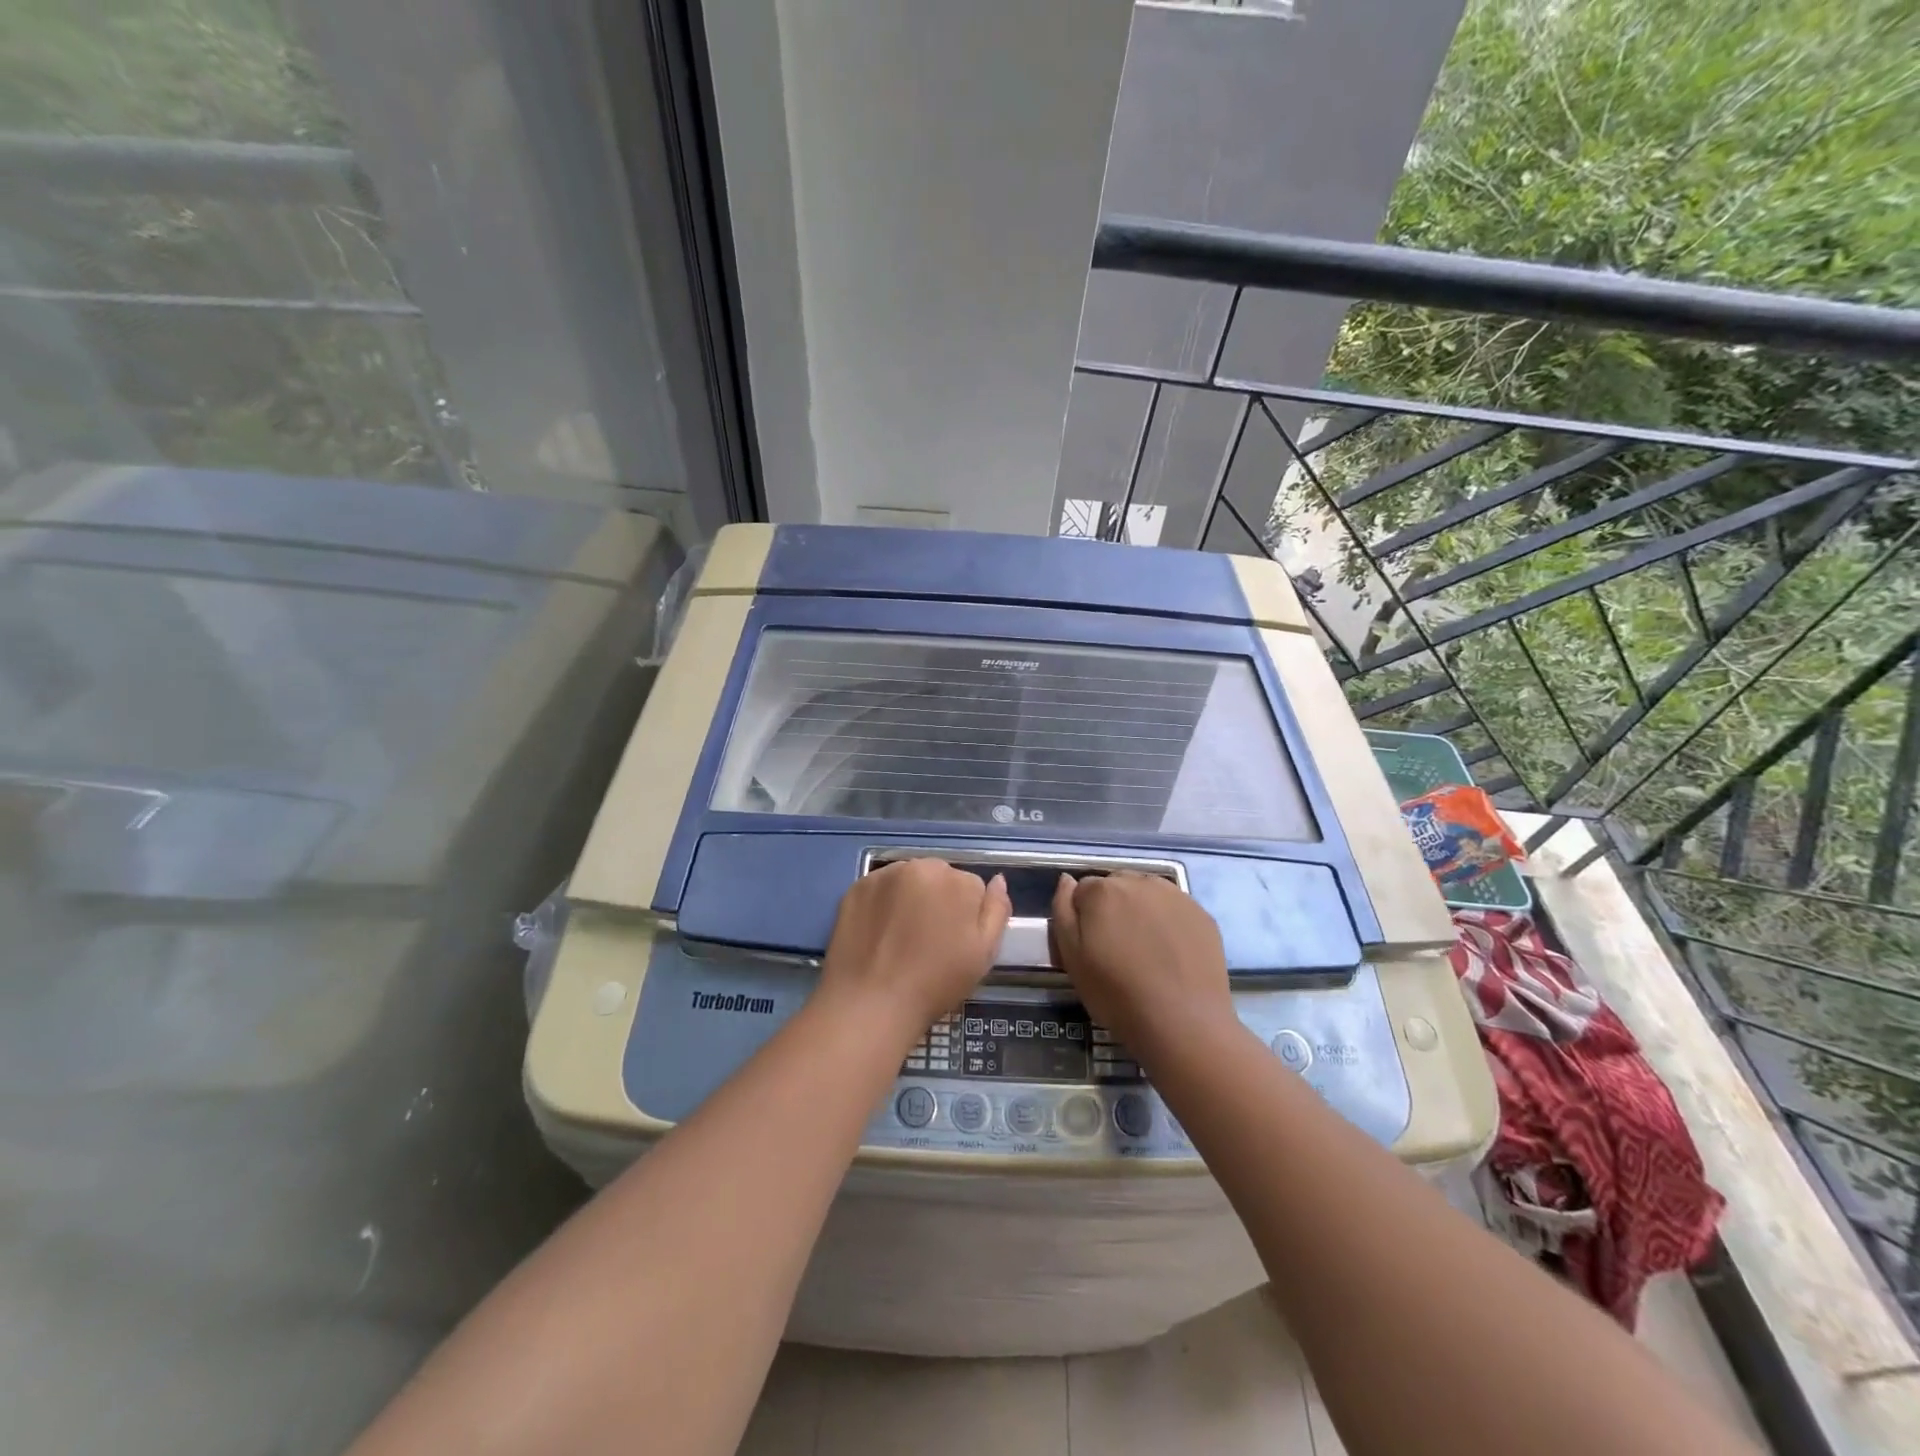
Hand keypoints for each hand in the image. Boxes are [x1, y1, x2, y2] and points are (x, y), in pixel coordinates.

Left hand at [818, 858, 1010, 1046]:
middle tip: (929, 942)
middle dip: (939, 901)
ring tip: (902, 938)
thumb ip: (997, 911)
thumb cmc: (935, 982)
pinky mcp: (856, 888)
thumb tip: (998, 881)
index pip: (972, 888)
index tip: (955, 943)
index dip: (966, 917)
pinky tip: (880, 933)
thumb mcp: (983, 953)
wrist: (871, 1003)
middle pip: (939, 878)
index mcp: (956, 880)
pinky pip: (880, 889)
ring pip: (909, 881)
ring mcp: (884, 875)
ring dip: (911, 898)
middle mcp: (920, 866)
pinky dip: (883, 904)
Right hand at [1050, 872, 1237, 1062]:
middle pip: (1116, 886)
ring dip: (1140, 911)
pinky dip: (1168, 921)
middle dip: (1112, 908)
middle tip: (1117, 948)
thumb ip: (1062, 911)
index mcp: (1102, 891)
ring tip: (1146, 950)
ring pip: (1146, 893)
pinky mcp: (1201, 913)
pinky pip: (1174, 908)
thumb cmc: (1117, 994)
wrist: (1183, 1024)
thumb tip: (1066, 881)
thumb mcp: (1072, 958)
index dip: (1084, 917)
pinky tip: (1171, 952)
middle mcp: (1139, 882)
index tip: (1091, 945)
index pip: (1083, 890)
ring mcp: (1175, 895)